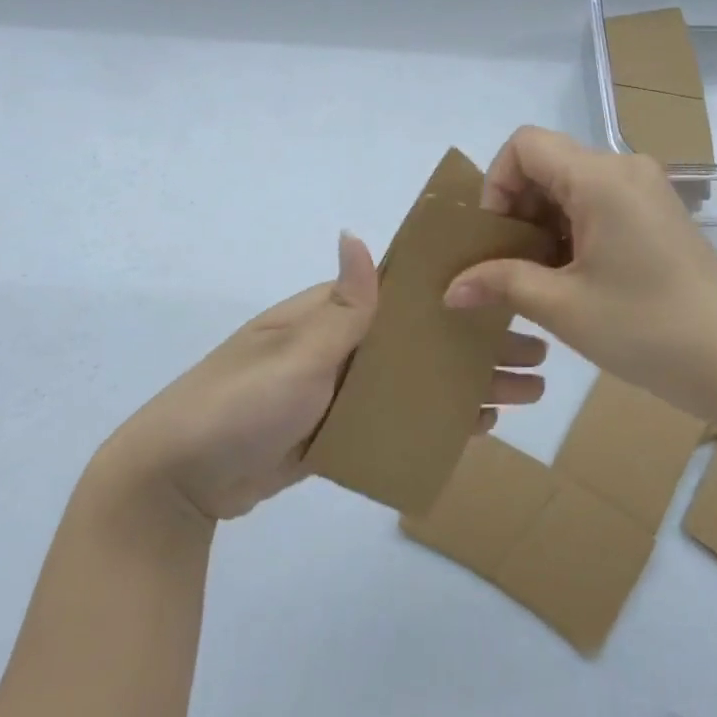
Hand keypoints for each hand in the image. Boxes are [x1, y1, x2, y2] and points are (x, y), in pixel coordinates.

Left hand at [93, 233, 549, 525]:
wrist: (176, 480)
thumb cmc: (238, 404)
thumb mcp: (294, 355)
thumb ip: (340, 306)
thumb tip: (359, 236)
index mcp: (332, 314)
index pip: (408, 294)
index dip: (459, 294)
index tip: (511, 296)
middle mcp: (343, 344)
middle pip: (424, 338)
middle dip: (479, 345)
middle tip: (540, 356)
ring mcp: (342, 389)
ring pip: (419, 379)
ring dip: (469, 383)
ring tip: (527, 392)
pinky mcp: (338, 430)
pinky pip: (399, 417)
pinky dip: (438, 417)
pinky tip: (477, 425)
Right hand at [444, 127, 716, 419]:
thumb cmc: (647, 327)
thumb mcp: (564, 306)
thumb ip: (501, 283)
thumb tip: (450, 288)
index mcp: (600, 177)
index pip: (525, 144)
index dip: (497, 182)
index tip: (496, 236)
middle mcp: (624, 168)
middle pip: (548, 162)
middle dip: (518, 207)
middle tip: (509, 263)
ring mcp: (645, 189)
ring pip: (571, 184)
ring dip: (544, 222)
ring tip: (537, 276)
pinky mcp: (657, 213)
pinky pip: (599, 202)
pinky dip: (573, 228)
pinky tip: (572, 276)